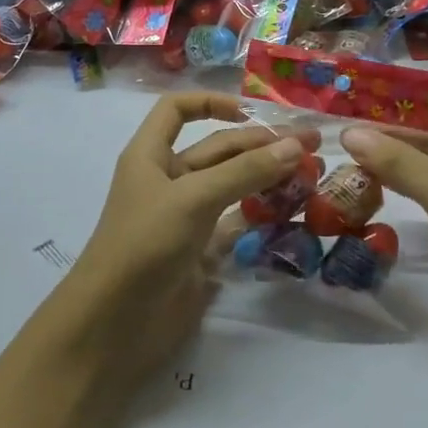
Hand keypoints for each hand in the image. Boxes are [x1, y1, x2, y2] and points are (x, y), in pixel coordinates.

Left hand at [60, 94, 316, 381]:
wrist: (115, 325)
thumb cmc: (144, 244)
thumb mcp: (193, 198)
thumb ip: (245, 171)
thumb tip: (296, 146)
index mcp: (151, 155)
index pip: (177, 110)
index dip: (211, 102)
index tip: (251, 112)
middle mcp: (168, 180)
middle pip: (217, 149)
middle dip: (261, 144)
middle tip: (313, 146)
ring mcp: (185, 217)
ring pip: (232, 186)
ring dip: (267, 178)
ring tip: (311, 176)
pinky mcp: (200, 252)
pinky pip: (236, 223)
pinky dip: (262, 215)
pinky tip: (293, 212)